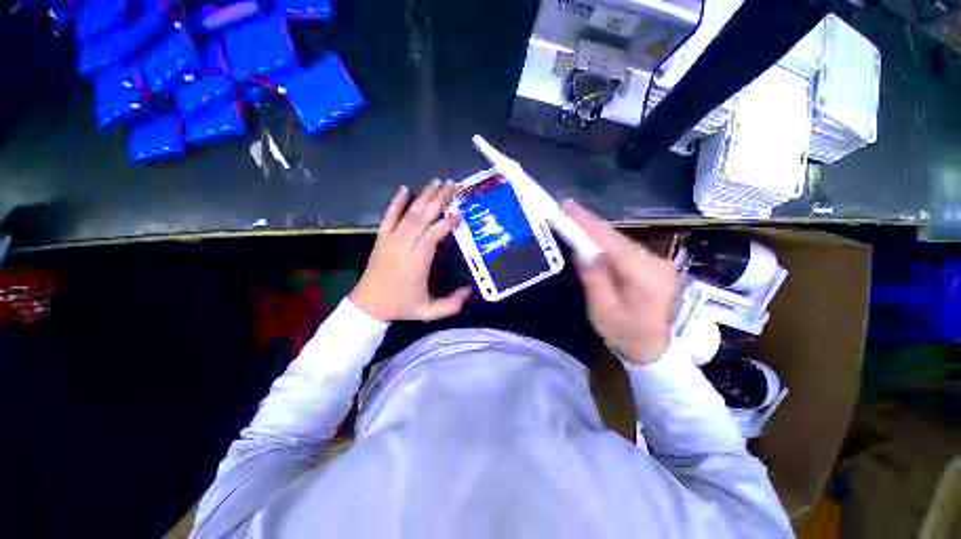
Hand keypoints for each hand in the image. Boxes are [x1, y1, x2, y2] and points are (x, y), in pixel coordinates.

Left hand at [350, 180, 470, 321]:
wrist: (368, 306)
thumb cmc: (401, 307)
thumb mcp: (429, 312)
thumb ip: (452, 304)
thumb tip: (470, 290)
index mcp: (417, 261)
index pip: (433, 234)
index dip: (447, 223)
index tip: (460, 215)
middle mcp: (404, 245)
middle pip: (422, 217)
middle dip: (438, 199)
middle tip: (452, 184)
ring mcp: (390, 240)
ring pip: (409, 213)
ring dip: (423, 196)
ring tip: (437, 181)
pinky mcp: (381, 238)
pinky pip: (389, 216)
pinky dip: (396, 202)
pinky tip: (404, 189)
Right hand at [563, 200, 679, 364]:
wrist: (653, 347)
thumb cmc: (624, 332)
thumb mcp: (603, 310)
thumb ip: (594, 279)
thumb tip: (582, 251)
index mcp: (645, 277)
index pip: (611, 243)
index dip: (588, 225)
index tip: (569, 208)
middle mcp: (655, 263)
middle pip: (616, 237)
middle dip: (590, 223)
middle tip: (567, 208)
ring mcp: (658, 262)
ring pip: (621, 239)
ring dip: (597, 229)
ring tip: (575, 217)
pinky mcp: (653, 264)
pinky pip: (625, 246)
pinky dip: (606, 239)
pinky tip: (592, 234)